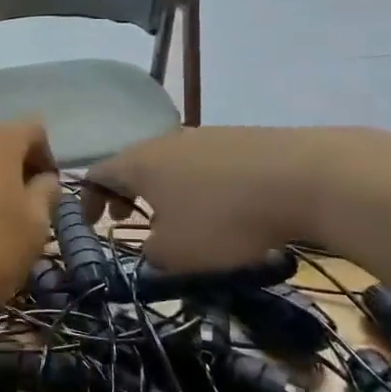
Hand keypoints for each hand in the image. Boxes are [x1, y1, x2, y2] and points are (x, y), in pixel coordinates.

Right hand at [82, 127, 347, 271]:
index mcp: (139, 163)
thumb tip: (153, 249)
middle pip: (133, 164)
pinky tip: (220, 208)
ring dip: (163, 191)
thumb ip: (150, 255)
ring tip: (177, 219)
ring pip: (170, 164)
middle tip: (128, 219)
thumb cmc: (223, 218)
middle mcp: (165, 141)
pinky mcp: (240, 140)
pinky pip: (203, 165)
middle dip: (126, 193)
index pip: (97, 174)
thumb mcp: (175, 253)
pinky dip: (196, 186)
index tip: (92, 224)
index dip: (88, 200)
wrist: (303, 177)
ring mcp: (204, 136)